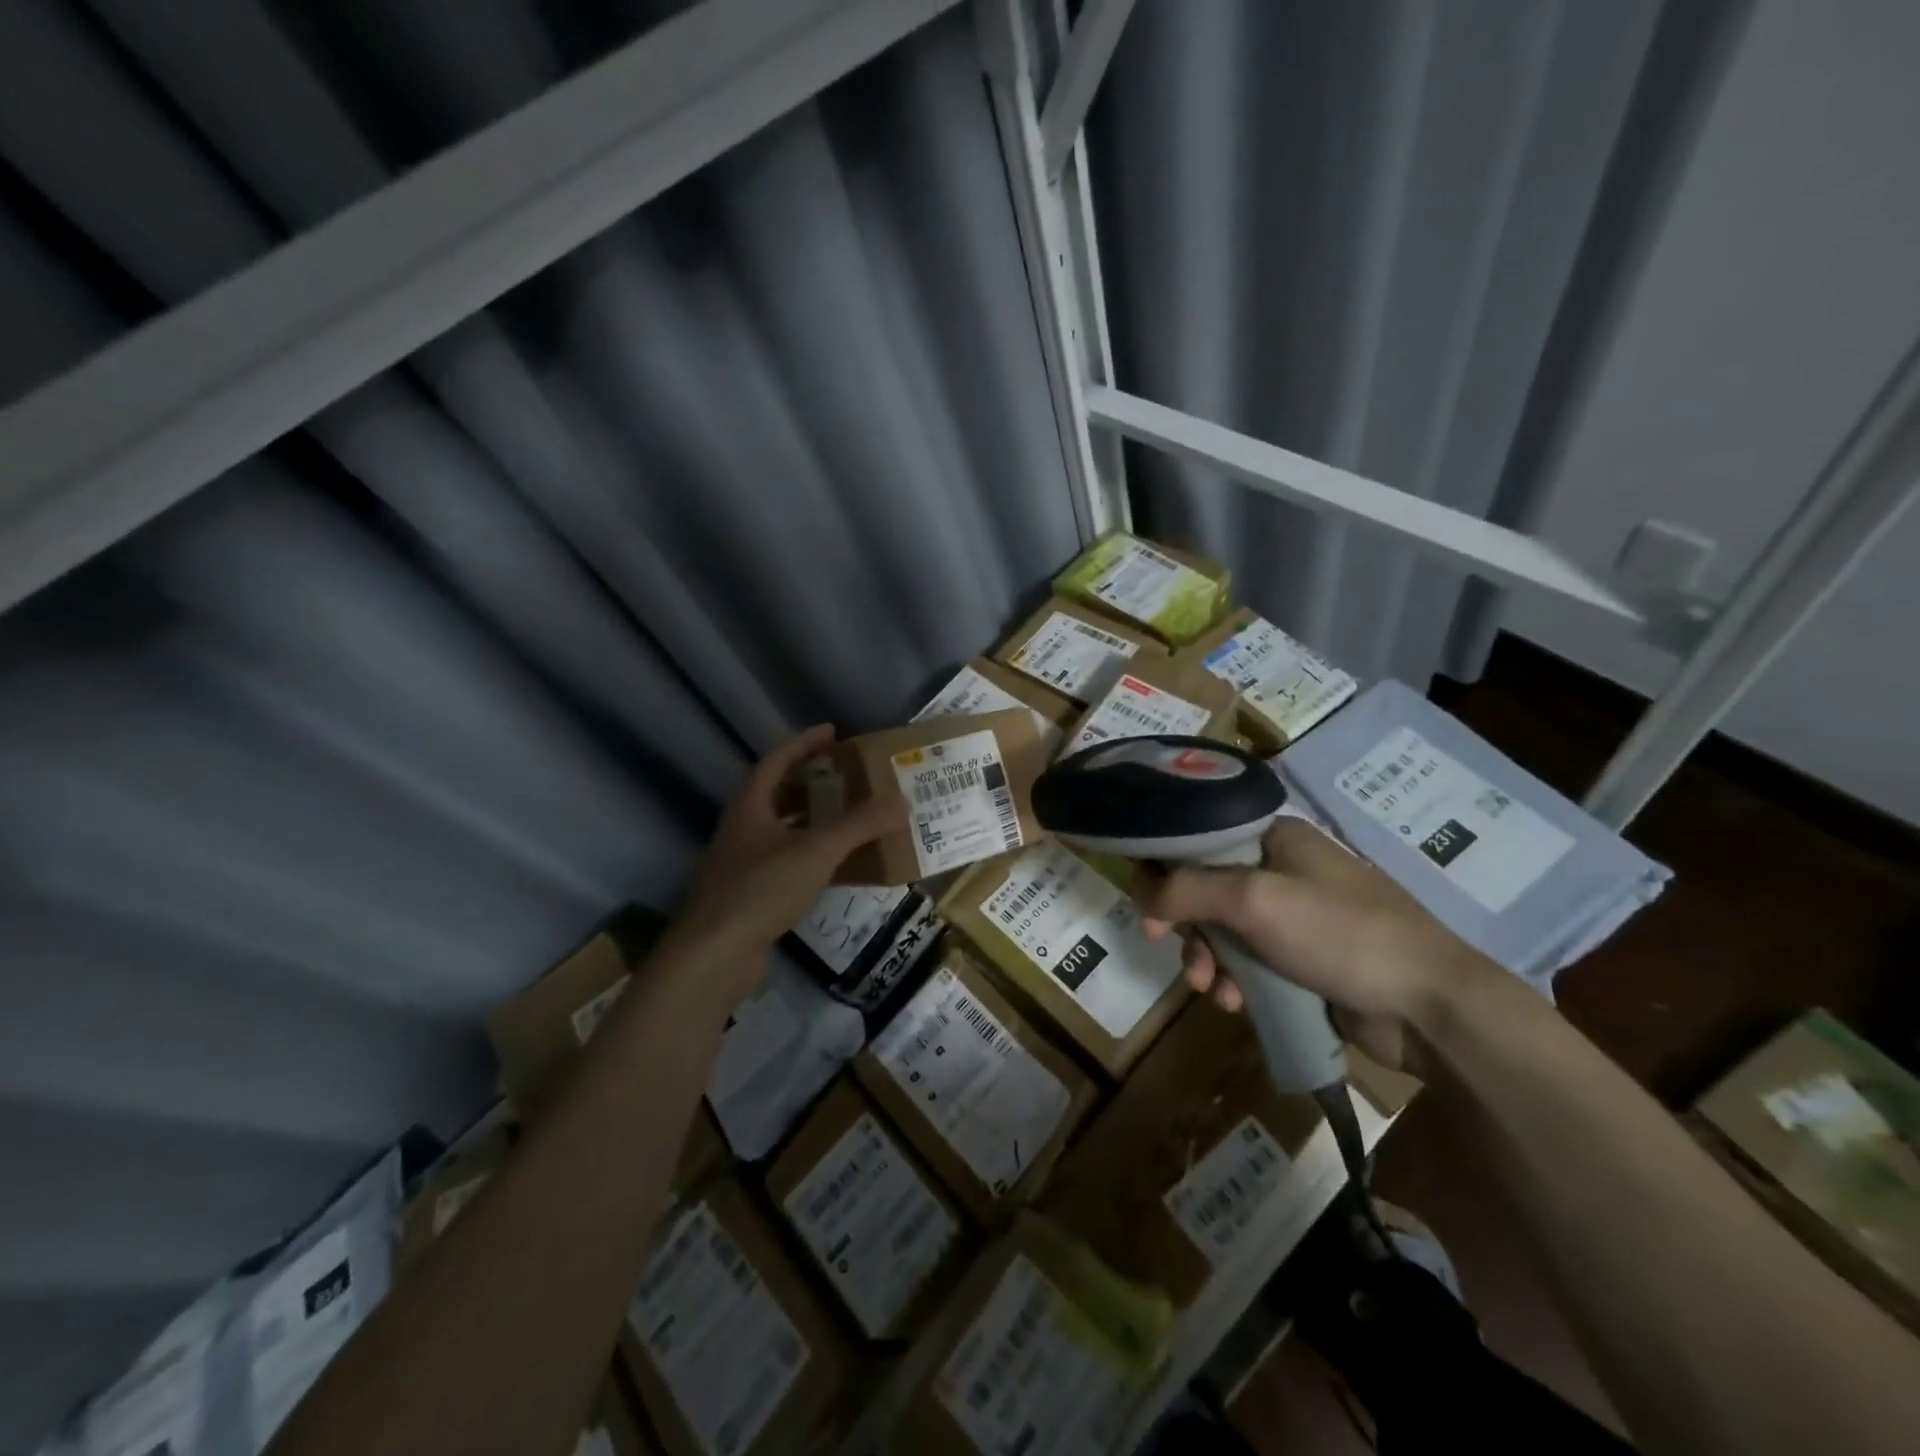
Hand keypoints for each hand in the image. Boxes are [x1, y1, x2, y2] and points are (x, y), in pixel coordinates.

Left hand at [664, 725, 903, 1002]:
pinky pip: (784, 865)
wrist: (714, 956)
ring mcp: (740, 865)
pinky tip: (835, 870)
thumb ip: (860, 825)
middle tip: (846, 777)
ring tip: (848, 819)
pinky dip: (810, 859)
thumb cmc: (761, 889)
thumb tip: (903, 801)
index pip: (775, 760)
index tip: (832, 732)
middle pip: (776, 795)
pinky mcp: (748, 897)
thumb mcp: (816, 851)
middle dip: (810, 783)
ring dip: (812, 822)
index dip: (803, 743)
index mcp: (749, 807)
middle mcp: (740, 830)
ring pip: (781, 832)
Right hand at [1136, 819, 1497, 1070]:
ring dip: (1208, 959)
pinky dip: (1236, 981)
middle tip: (1164, 944)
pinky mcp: (1306, 959)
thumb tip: (1140, 891)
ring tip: (1210, 990)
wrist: (1429, 1006)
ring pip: (1226, 930)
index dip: (1166, 865)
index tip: (1146, 900)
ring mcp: (1297, 916)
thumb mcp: (1254, 901)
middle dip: (1186, 923)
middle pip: (1208, 887)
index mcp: (1275, 837)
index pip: (1201, 837)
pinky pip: (1251, 962)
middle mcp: (1283, 869)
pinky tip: (1237, 1005)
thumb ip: (1188, 890)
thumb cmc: (1340, 933)